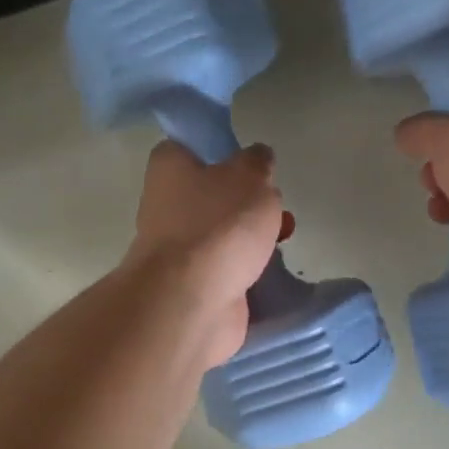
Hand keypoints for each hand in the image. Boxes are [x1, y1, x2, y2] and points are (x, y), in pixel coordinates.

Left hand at [125, 140, 290, 366]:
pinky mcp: (193, 286)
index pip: (193, 148)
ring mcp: (178, 250)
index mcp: (169, 167)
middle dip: (247, 202)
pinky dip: (248, 271)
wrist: (193, 301)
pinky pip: (227, 270)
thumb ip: (258, 162)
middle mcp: (166, 205)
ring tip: (283, 239)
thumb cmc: (218, 224)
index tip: (253, 164)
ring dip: (252, 238)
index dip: (224, 153)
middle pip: (213, 195)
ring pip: (222, 235)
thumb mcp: (251, 175)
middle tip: (275, 206)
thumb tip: (257, 159)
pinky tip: (271, 271)